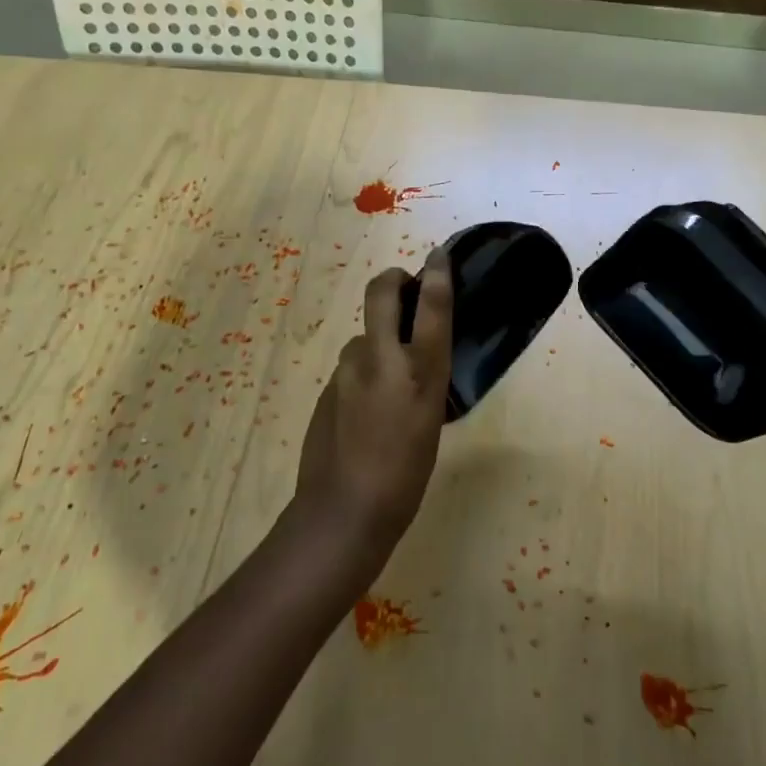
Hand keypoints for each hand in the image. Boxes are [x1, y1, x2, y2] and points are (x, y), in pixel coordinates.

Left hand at [294, 248, 453, 557]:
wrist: (344, 511)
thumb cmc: (405, 476)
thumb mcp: (431, 424)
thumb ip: (423, 383)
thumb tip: (414, 361)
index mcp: (420, 372)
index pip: (431, 306)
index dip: (437, 273)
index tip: (439, 254)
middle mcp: (381, 359)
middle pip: (381, 293)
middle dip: (392, 279)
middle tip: (403, 286)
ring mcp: (347, 371)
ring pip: (363, 335)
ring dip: (377, 339)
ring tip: (388, 375)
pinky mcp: (327, 387)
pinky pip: (350, 366)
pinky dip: (362, 371)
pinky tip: (366, 406)